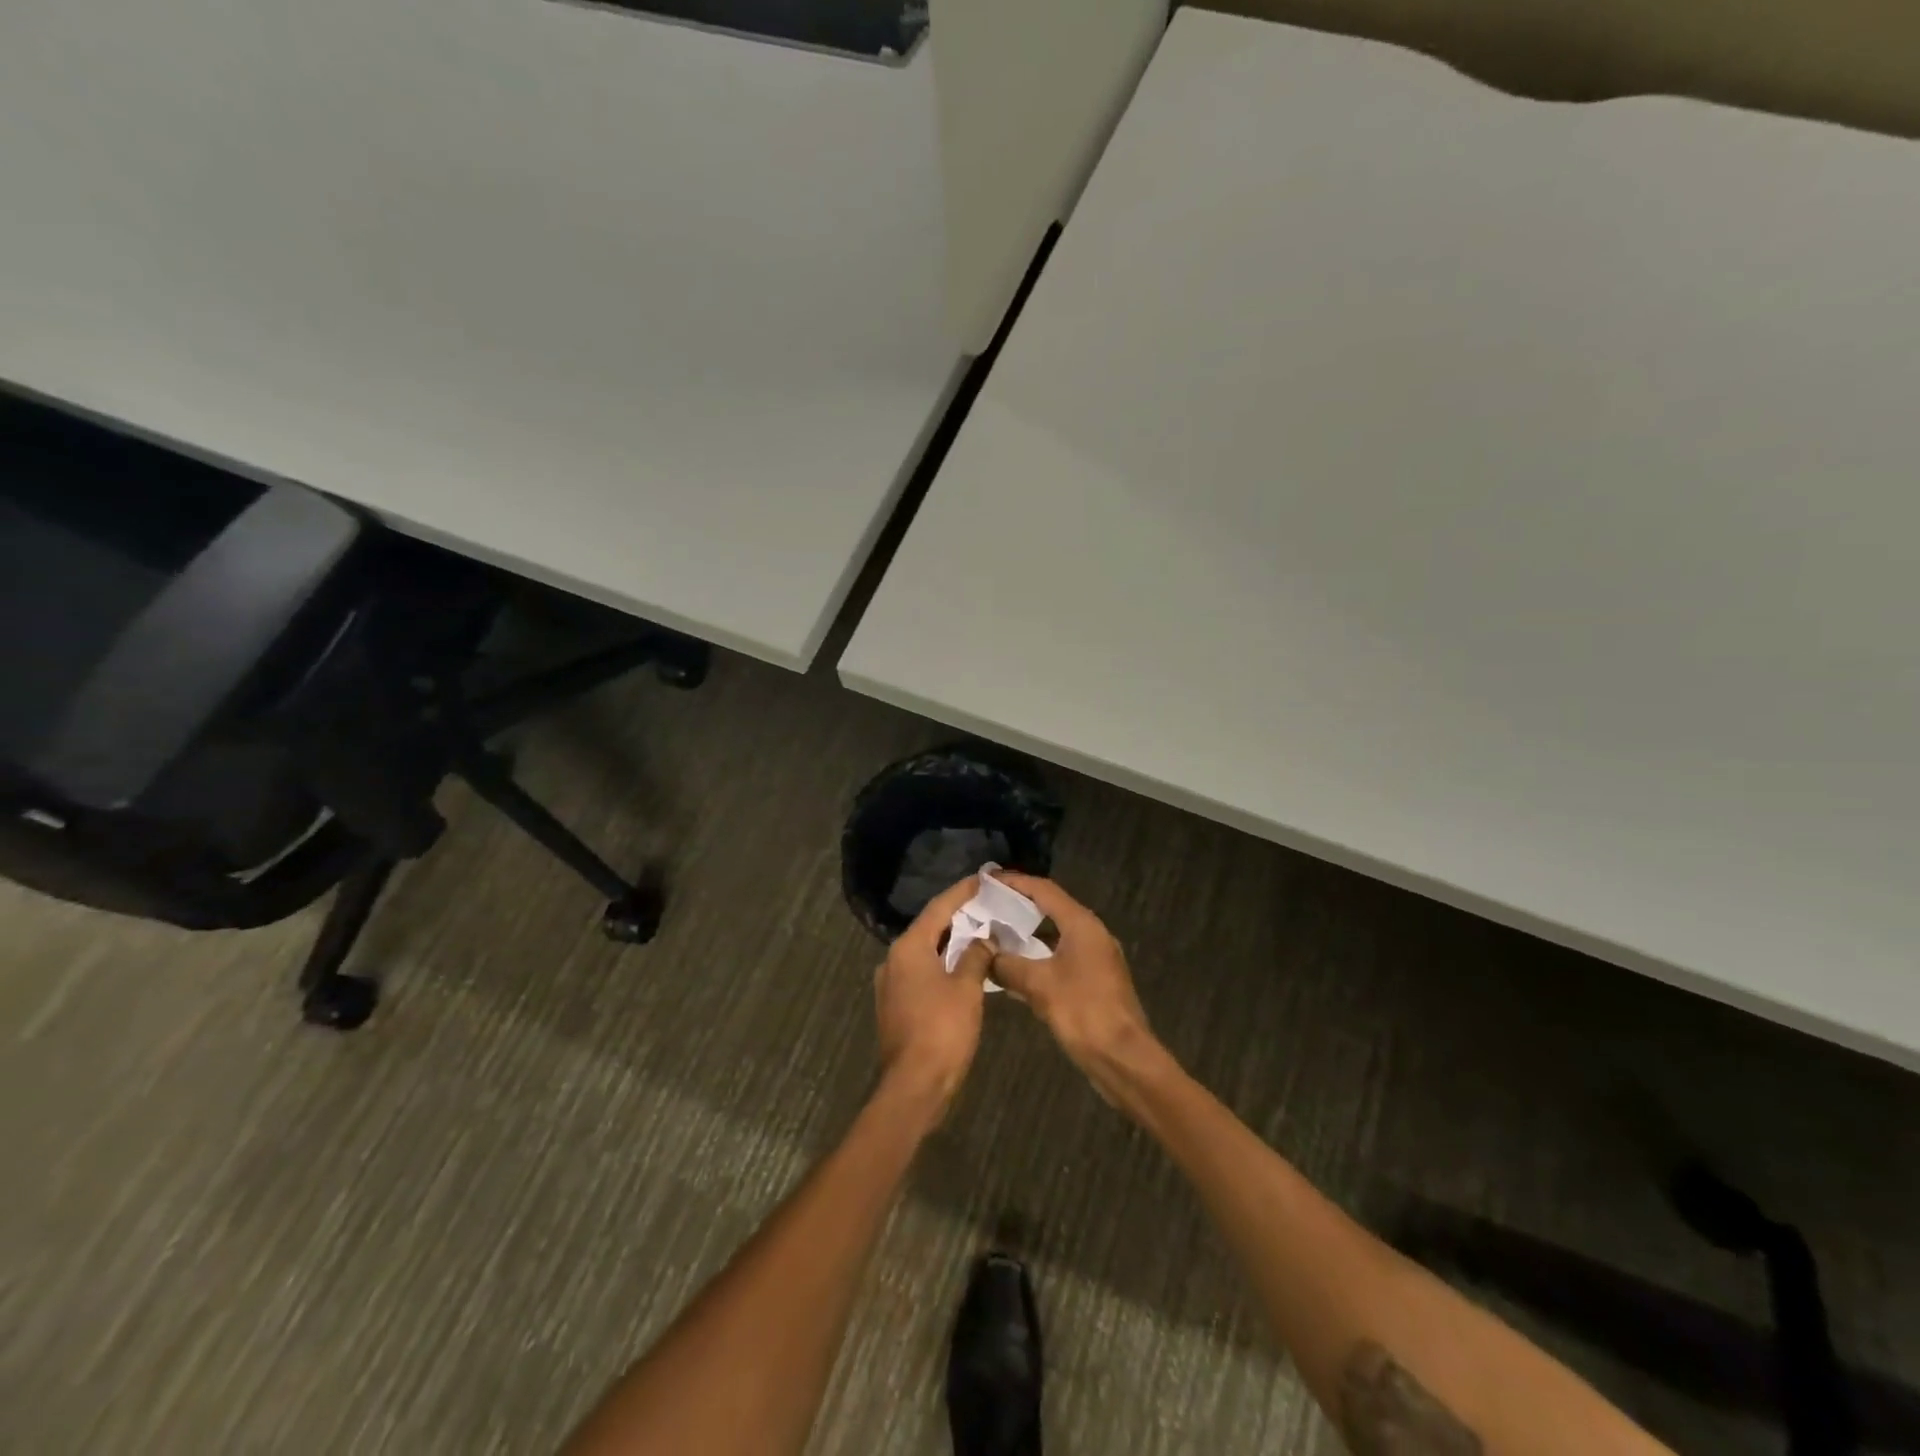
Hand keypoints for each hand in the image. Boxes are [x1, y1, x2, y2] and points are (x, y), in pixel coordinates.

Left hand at [874, 876, 994, 1116]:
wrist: (914, 1085)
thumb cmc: (942, 1030)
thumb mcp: (967, 989)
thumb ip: (975, 956)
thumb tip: (984, 939)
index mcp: (908, 948)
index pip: (938, 908)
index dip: (962, 892)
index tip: (983, 879)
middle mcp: (894, 960)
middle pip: (929, 928)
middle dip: (957, 916)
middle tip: (985, 904)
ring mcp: (891, 984)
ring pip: (925, 952)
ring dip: (951, 942)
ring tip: (980, 932)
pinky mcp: (896, 1005)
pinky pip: (922, 972)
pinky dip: (943, 964)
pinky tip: (964, 966)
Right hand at [988, 874, 1163, 1098]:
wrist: (1124, 1058)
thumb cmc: (1083, 1012)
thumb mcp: (1039, 985)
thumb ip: (1008, 964)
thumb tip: (984, 954)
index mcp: (1082, 925)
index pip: (1044, 890)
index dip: (1014, 882)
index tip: (987, 879)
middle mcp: (1091, 934)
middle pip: (1050, 909)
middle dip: (1018, 906)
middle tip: (986, 904)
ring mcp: (1094, 959)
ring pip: (1054, 936)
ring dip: (1026, 934)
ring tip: (993, 933)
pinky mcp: (1092, 982)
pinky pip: (1058, 958)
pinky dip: (1036, 958)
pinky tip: (1013, 969)